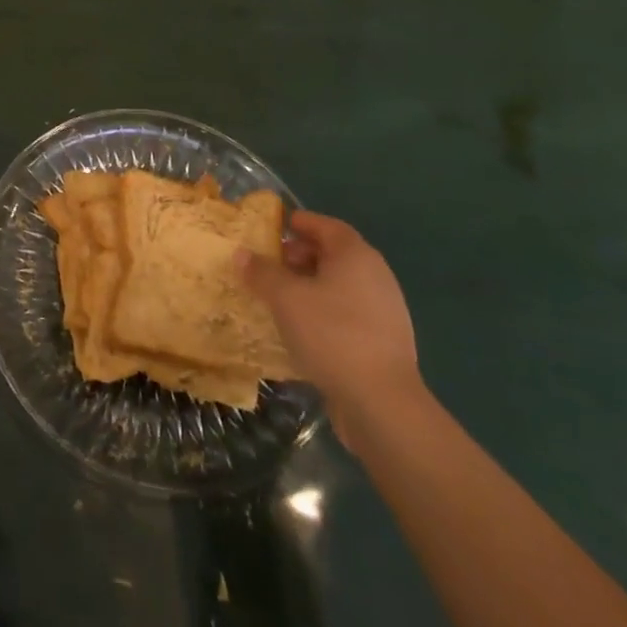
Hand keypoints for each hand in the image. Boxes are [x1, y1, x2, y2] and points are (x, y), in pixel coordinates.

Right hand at [238, 210, 421, 437]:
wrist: (382, 403)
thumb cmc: (331, 334)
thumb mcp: (285, 298)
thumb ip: (261, 272)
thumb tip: (242, 253)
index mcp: (355, 255)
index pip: (325, 225)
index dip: (299, 223)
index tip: (274, 229)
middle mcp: (375, 275)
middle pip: (333, 254)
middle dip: (300, 256)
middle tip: (271, 265)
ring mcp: (384, 310)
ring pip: (340, 286)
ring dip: (311, 286)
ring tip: (280, 298)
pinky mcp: (384, 341)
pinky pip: (348, 313)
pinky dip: (324, 312)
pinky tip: (302, 329)